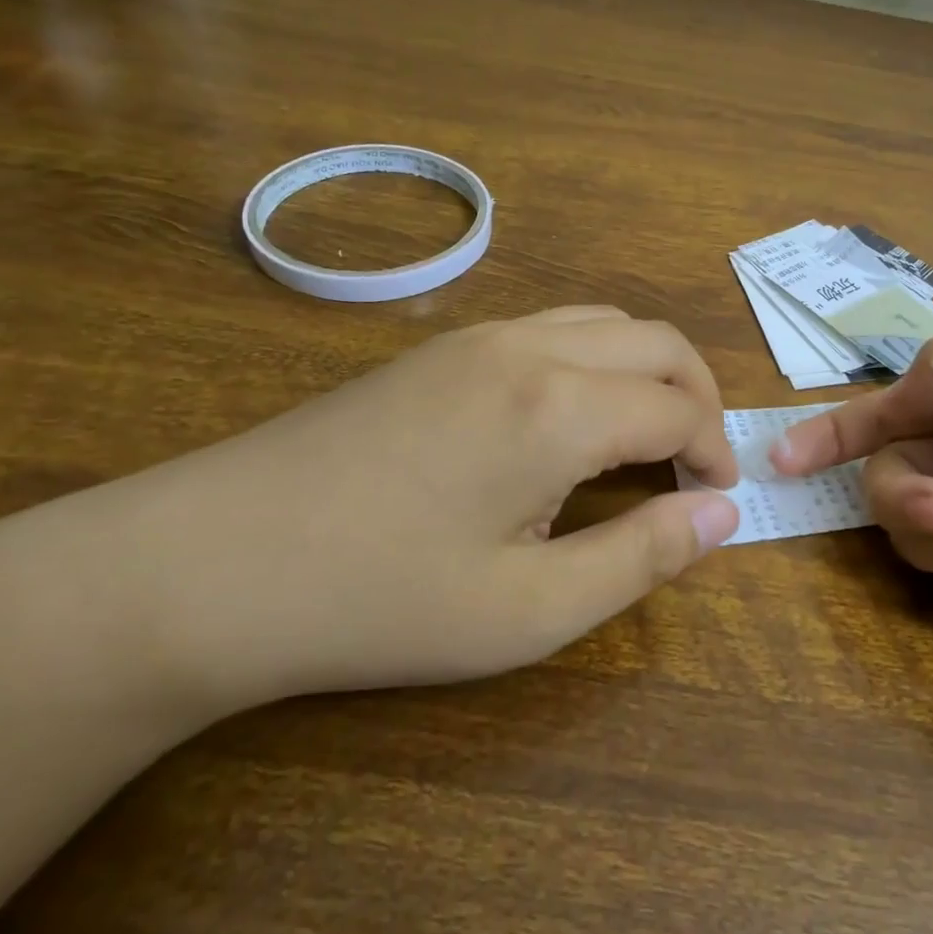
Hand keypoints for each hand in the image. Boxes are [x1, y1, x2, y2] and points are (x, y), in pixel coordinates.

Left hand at [111, 307, 739, 709]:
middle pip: (656, 342)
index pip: (678, 409)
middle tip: (698, 464)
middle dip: (698, 397)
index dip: (714, 453)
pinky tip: (568, 420)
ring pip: (604, 322)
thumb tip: (723, 516)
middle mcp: (530, 347)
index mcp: (560, 408)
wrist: (209, 562)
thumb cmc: (378, 600)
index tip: (717, 499)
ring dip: (646, 371)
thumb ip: (640, 557)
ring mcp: (479, 336)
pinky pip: (552, 328)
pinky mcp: (442, 346)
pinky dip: (595, 360)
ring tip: (643, 439)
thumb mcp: (528, 611)